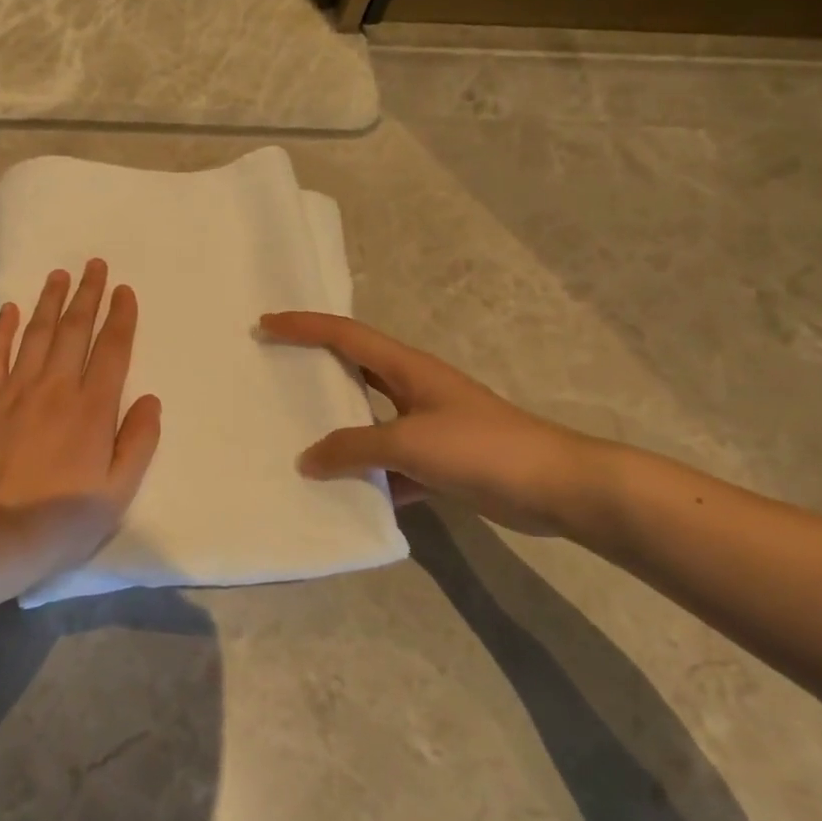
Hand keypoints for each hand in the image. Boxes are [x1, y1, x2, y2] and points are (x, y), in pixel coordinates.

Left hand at [0, 260, 161, 586]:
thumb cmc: (63, 518)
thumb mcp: (118, 491)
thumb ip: (138, 442)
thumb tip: (151, 400)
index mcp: (93, 409)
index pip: (112, 350)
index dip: (121, 317)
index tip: (125, 291)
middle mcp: (56, 388)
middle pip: (74, 330)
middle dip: (87, 295)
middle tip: (94, 264)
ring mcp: (17, 390)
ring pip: (36, 334)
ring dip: (49, 301)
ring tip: (59, 275)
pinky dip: (1, 329)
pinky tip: (8, 309)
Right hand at [259, 312, 594, 536]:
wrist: (555, 487)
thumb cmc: (481, 448)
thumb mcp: (409, 442)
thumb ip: (354, 448)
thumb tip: (308, 460)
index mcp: (407, 369)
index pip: (345, 335)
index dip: (304, 326)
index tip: (265, 324)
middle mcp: (413, 390)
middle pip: (355, 372)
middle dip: (315, 371)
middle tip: (273, 375)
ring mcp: (428, 426)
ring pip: (369, 423)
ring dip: (338, 433)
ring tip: (295, 441)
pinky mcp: (440, 461)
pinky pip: (390, 464)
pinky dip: (369, 477)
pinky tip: (345, 496)